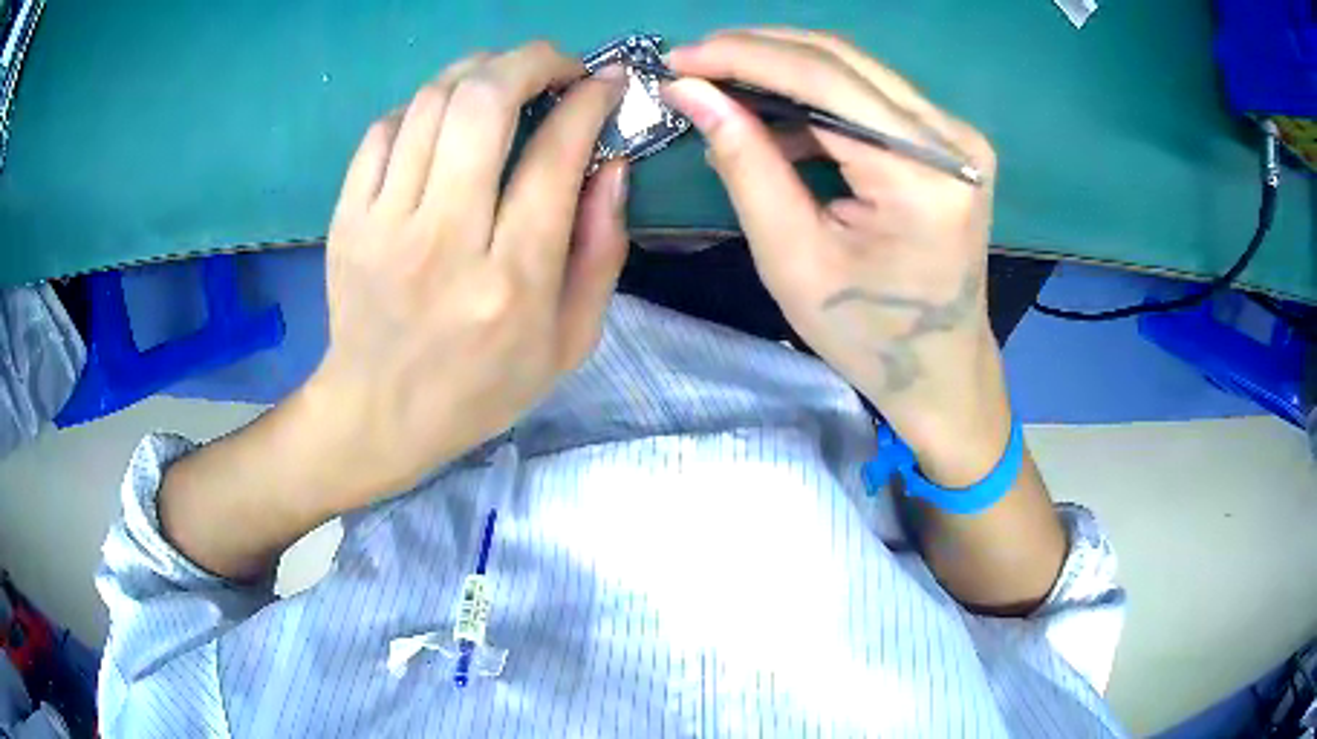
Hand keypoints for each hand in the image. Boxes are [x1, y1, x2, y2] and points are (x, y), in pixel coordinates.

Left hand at [304, 43, 629, 506]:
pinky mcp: (347, 218)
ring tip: (504, 79)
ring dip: (479, 71)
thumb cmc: (481, 387)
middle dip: (531, 60)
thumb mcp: (569, 343)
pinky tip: (444, 120)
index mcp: (511, 280)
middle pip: (482, 103)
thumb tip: (611, 164)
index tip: (606, 81)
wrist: (378, 415)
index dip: (588, 101)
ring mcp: (383, 224)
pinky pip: (385, 129)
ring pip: (431, 102)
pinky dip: (423, 106)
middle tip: (556, 64)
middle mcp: (444, 240)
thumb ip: (602, 253)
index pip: (553, 156)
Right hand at [666, 30, 1008, 485]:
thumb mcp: (791, 256)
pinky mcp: (948, 142)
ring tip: (723, 90)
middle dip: (758, 50)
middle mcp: (951, 140)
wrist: (941, 369)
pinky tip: (773, 118)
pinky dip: (816, 98)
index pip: (822, 81)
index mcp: (921, 177)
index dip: (742, 57)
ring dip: (783, 69)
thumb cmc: (866, 334)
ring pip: (855, 69)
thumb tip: (692, 91)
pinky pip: (871, 96)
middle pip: (842, 60)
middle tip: (693, 63)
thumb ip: (745, 162)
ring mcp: (956, 136)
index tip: (678, 57)